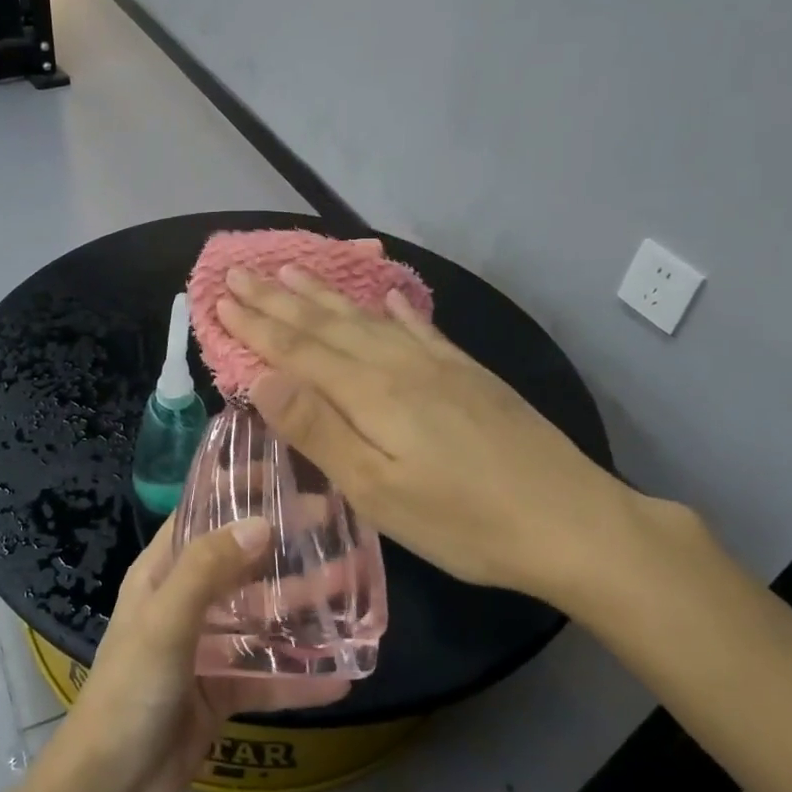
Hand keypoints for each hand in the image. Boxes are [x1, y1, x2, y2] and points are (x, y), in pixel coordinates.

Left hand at [61, 518, 349, 791]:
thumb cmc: (131, 690)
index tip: (284, 473)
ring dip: (304, 605)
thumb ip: (209, 570)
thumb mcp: (165, 621)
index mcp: (161, 574)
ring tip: (354, 588)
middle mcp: (185, 602)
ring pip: (263, 616)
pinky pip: (268, 675)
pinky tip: (344, 674)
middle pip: (243, 562)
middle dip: (285, 545)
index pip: (201, 515)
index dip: (238, 490)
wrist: (112, 789)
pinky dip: (301, 675)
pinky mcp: (223, 690)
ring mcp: (206, 647)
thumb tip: (261, 524)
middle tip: (337, 525)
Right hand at [216, 265, 670, 612]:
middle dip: (277, 299)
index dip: (255, 325)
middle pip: (326, 324)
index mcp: (370, 393)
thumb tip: (262, 378)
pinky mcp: (469, 374)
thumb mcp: (377, 490)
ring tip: (292, 270)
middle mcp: (399, 364)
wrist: (571, 521)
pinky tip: (389, 295)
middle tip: (239, 272)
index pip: (297, 350)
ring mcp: (438, 364)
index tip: (220, 299)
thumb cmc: (463, 521)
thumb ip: (319, 429)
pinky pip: (420, 327)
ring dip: (324, 294)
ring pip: (367, 317)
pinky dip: (396, 308)